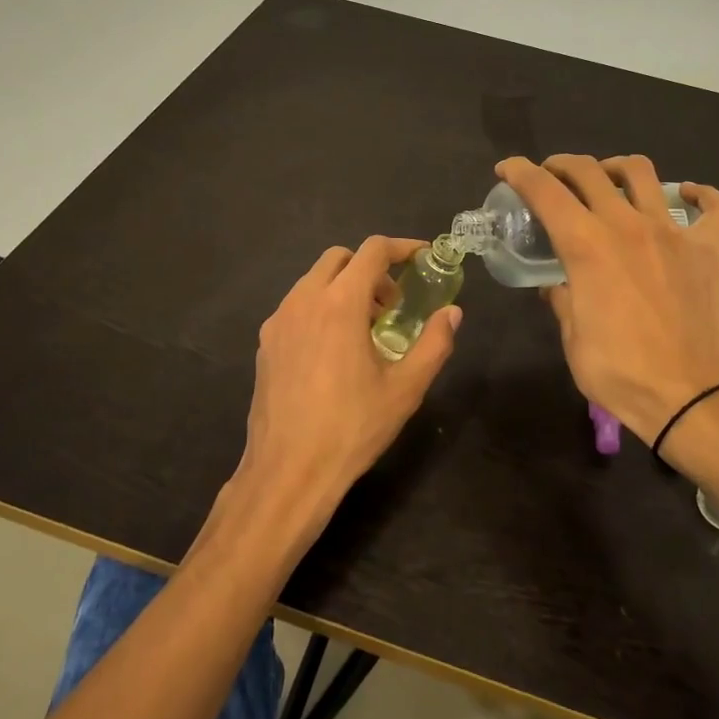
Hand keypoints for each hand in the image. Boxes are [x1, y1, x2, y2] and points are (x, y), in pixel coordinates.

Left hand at [231, 236, 462, 547]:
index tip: (423, 258)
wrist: (287, 471)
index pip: (372, 251)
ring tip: (365, 331)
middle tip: (393, 306)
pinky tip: (334, 351)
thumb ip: (434, 344)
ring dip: (344, 288)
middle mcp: (304, 301)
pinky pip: (297, 306)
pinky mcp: (266, 343)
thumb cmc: (352, 428)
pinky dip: (321, 308)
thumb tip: (452, 313)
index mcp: (340, 304)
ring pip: (314, 281)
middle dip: (370, 269)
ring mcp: (278, 321)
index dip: (402, 247)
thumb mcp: (405, 389)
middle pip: (339, 258)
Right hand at [496, 154, 718, 448]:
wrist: (687, 396)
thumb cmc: (619, 371)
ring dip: (616, 168)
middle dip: (561, 164)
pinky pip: (715, 207)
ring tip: (607, 179)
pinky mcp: (708, 249)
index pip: (545, 191)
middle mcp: (626, 225)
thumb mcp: (572, 337)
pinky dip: (700, 195)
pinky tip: (685, 195)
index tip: (507, 169)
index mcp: (586, 245)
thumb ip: (561, 299)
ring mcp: (672, 233)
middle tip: (551, 176)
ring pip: (642, 173)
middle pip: (589, 171)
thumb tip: (556, 285)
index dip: (520, 172)